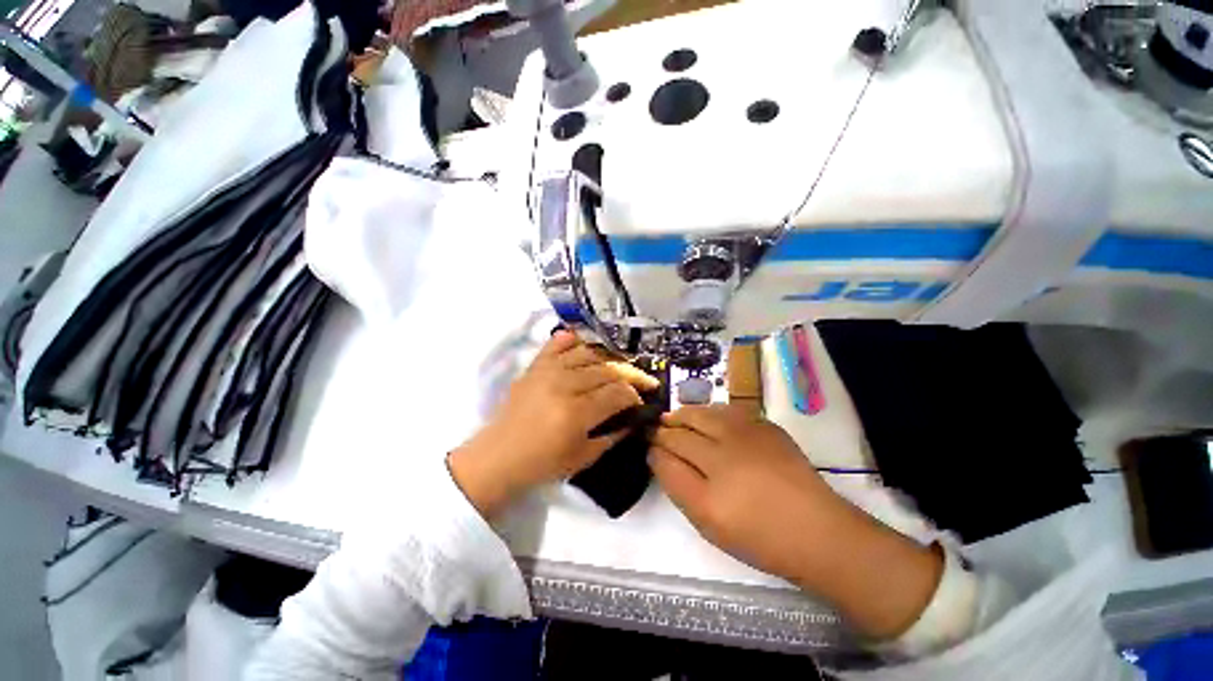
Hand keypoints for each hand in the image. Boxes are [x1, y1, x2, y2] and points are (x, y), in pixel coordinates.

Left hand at [449, 331, 659, 516]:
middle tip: (642, 381)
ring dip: (609, 359)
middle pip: (608, 369)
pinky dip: (574, 340)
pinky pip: (558, 343)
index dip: (635, 395)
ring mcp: (548, 371)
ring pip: (589, 353)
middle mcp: (564, 384)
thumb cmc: (542, 464)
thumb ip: (613, 435)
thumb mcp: (583, 457)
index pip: (618, 392)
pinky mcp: (535, 366)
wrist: (498, 457)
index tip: (641, 400)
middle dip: (631, 374)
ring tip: (619, 367)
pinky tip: (586, 344)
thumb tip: (634, 419)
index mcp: (577, 412)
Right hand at [649, 405, 845, 580]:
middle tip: (655, 429)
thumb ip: (678, 485)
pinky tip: (706, 418)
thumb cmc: (758, 536)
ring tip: (675, 419)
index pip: (667, 453)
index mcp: (708, 486)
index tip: (647, 445)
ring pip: (701, 413)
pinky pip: (725, 410)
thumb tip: (658, 456)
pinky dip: (708, 412)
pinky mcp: (764, 425)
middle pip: (681, 429)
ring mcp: (746, 434)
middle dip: (664, 428)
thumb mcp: (708, 522)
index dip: (653, 447)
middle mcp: (724, 452)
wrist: (817, 530)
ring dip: (683, 415)